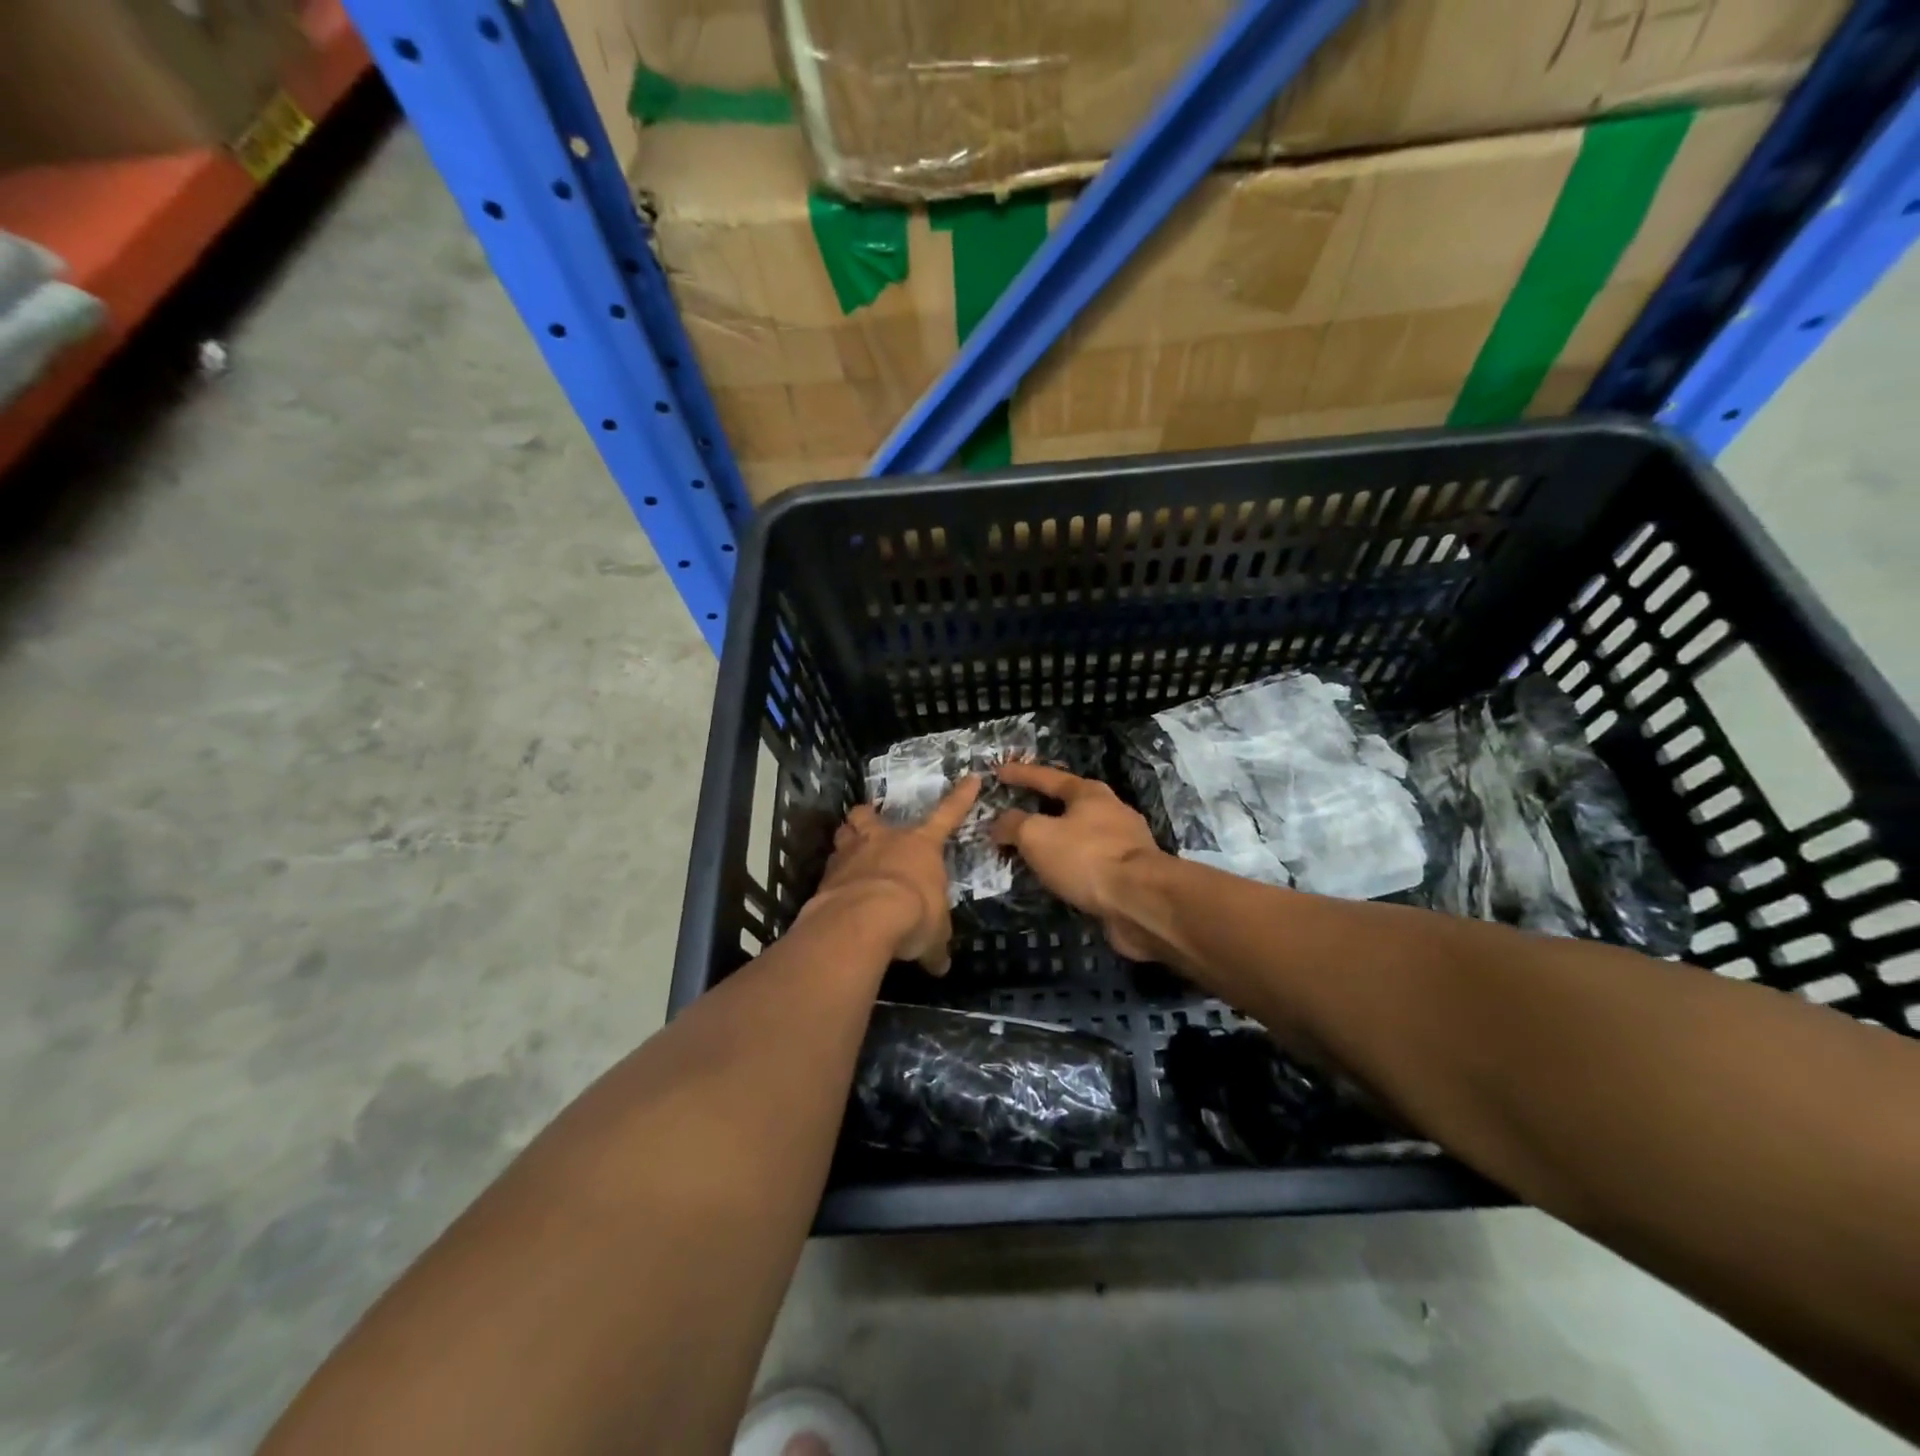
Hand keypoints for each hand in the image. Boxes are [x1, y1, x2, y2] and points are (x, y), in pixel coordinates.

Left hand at [805, 777, 980, 974]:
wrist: (864, 918)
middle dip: (870, 819)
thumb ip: (935, 946)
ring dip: (847, 840)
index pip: (947, 815)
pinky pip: (830, 868)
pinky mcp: (826, 874)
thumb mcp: (933, 936)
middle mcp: (884, 840)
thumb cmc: (913, 915)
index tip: (971, 778)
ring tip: (849, 851)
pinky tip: (835, 893)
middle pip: (871, 816)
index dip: (960, 797)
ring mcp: (851, 853)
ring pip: (844, 833)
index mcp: (920, 846)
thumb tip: (940, 965)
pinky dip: (833, 878)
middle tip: (871, 827)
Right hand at [990, 763, 1168, 961]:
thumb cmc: (1086, 857)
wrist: (1141, 901)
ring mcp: (1124, 843)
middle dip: (1040, 809)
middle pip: (1067, 805)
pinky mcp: (1129, 874)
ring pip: (1079, 836)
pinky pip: (1089, 863)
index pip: (1046, 776)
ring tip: (1030, 853)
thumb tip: (1000, 824)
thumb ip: (1013, 825)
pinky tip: (1057, 878)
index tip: (997, 773)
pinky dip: (1069, 867)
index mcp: (1088, 793)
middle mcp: (1110, 811)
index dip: (1020, 774)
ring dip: (1055, 842)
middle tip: (1014, 816)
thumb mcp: (1036, 835)